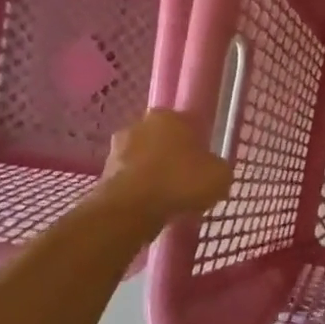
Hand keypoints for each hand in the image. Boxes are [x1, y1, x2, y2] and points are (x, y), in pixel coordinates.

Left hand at [96, 110, 232, 222]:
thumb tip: (214, 170)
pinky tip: (150, 206)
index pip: (189, 125)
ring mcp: (118, 146)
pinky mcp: (104, 171)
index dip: (198, 145)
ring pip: (145, 158)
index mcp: (169, 116)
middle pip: (164, 140)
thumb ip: (218, 168)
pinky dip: (140, 189)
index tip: (204, 166)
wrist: (131, 207)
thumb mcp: (220, 176)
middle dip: (173, 157)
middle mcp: (141, 123)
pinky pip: (131, 178)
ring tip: (168, 198)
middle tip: (187, 182)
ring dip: (154, 173)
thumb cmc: (180, 182)